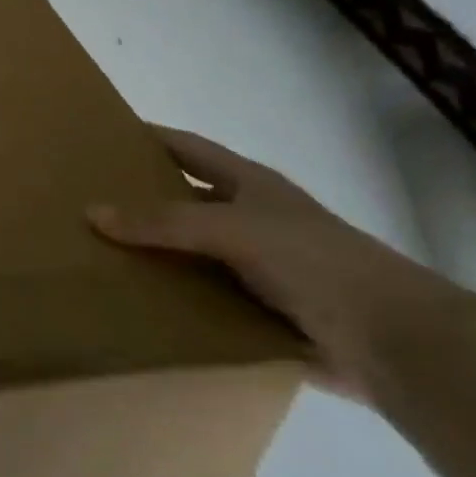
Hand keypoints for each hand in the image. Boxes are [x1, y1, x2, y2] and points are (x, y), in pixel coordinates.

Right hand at [88, 127, 451, 397]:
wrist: (392, 341)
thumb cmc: (312, 260)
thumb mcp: (232, 229)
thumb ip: (163, 222)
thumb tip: (92, 213)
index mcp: (248, 184)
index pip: (187, 147)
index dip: (148, 137)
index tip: (101, 135)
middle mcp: (249, 220)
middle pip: (183, 201)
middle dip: (139, 201)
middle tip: (84, 202)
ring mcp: (256, 268)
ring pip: (190, 255)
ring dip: (153, 258)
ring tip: (96, 258)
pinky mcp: (259, 313)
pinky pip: (204, 301)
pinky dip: (175, 303)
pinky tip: (135, 308)